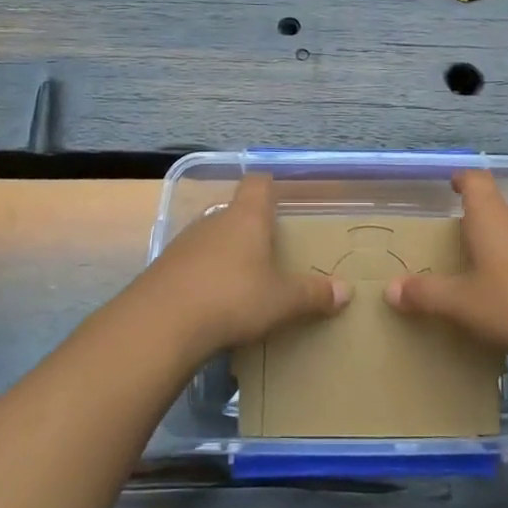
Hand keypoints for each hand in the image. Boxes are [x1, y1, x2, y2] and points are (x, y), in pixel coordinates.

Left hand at [132, 173, 349, 356]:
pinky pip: (192, 264)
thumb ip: (313, 294)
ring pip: (213, 239)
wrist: (161, 324)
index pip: (259, 183)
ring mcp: (185, 243)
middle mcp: (214, 221)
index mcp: (246, 217)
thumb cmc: (232, 298)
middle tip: (271, 252)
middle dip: (252, 229)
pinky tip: (212, 304)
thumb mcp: (282, 301)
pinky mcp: (164, 268)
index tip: (282, 201)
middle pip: (236, 213)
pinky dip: (204, 277)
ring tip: (244, 282)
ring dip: (227, 254)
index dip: (271, 187)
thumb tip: (346, 290)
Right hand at [386, 170, 507, 368]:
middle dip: (481, 222)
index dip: (462, 179)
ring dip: (507, 245)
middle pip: (499, 209)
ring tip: (493, 274)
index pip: (476, 181)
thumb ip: (426, 295)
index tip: (453, 183)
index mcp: (493, 218)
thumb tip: (390, 288)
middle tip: (463, 245)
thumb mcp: (463, 305)